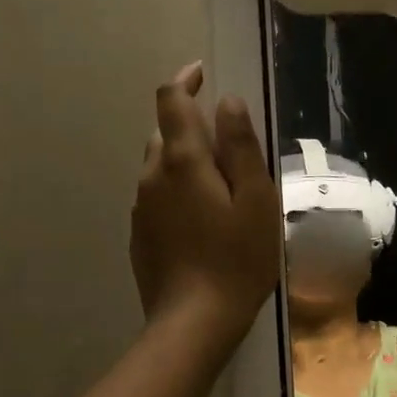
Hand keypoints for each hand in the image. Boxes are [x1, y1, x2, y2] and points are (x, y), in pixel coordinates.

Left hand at [129, 62, 281, 345]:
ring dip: (185, 159)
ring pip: (159, 165)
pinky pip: (157, 195)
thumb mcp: (256, 199)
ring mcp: (141, 206)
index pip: (171, 100)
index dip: (185, 80)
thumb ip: (241, 146)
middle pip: (164, 132)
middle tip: (229, 144)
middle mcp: (153, 175)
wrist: (193, 322)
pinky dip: (177, 189)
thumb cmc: (238, 259)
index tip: (203, 74)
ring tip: (220, 184)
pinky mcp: (140, 233)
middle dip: (191, 125)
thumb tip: (227, 101)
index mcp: (183, 160)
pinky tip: (203, 218)